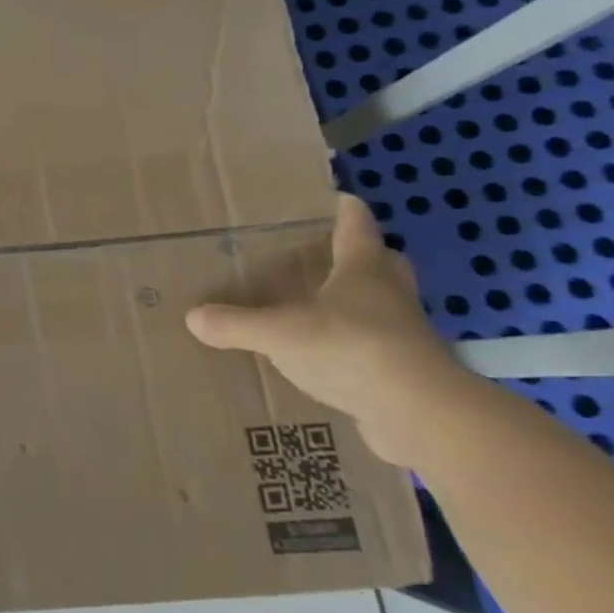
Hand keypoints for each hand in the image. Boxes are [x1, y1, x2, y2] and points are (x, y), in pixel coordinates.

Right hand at [185, 193, 465, 465]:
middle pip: (382, 262)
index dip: (346, 210)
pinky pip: (377, 347)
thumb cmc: (351, 349)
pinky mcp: (407, 372)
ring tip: (321, 305)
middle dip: (362, 254)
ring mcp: (404, 334)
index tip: (336, 198)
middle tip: (328, 253)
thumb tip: (192, 317)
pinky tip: (328, 356)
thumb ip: (235, 323)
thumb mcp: (278, 333)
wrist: (421, 414)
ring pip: (384, 304)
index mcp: (363, 270)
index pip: (356, 226)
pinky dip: (357, 345)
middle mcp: (390, 294)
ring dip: (361, 301)